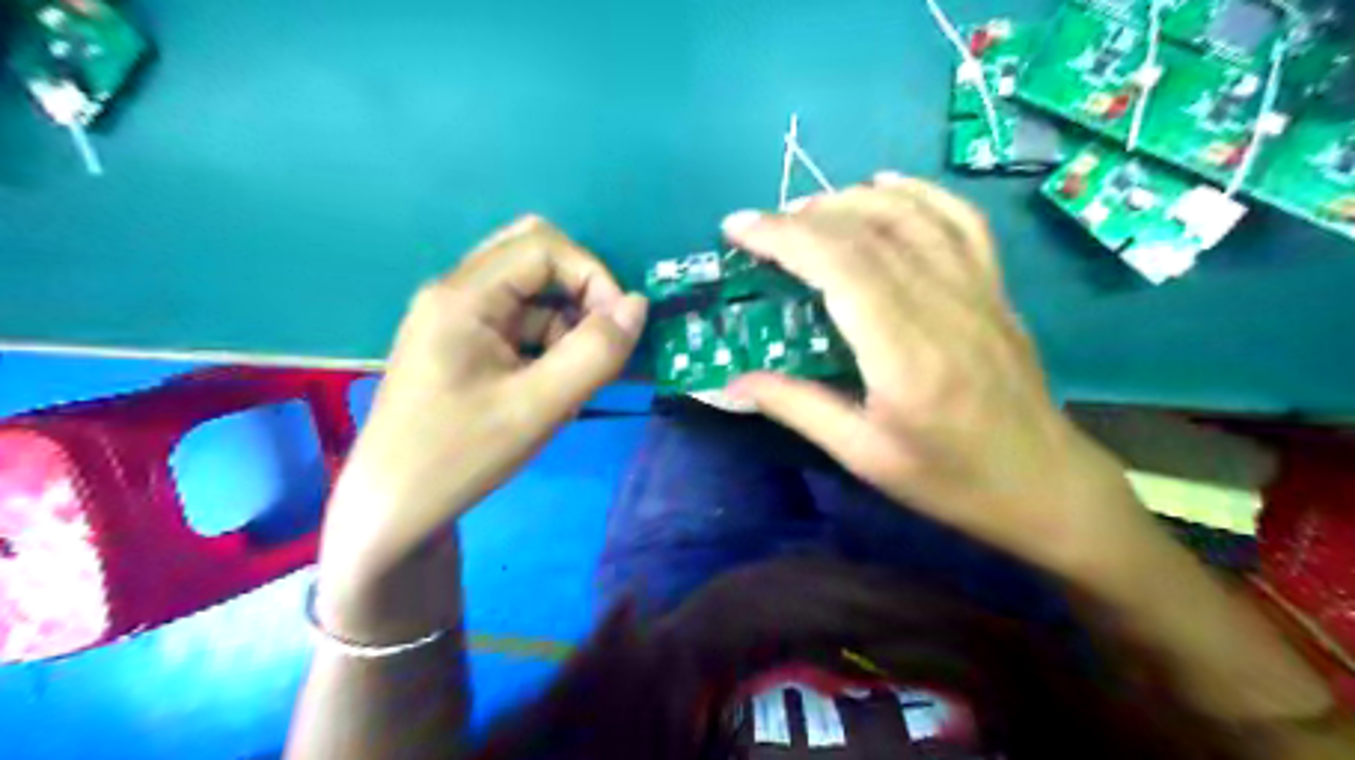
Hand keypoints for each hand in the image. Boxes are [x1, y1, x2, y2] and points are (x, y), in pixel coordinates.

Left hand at [320, 218, 649, 601]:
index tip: (620, 328)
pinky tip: (551, 391)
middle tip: (601, 342)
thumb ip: (595, 353)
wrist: (394, 510)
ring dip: (566, 326)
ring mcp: (456, 318)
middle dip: (581, 295)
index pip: (543, 246)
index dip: (593, 276)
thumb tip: (638, 305)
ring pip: (531, 294)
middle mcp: (455, 293)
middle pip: (534, 259)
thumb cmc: (460, 456)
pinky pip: (518, 324)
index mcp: (463, 296)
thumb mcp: (538, 407)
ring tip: (574, 384)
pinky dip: (548, 346)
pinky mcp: (462, 344)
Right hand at [724, 174, 1146, 579]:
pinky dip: (918, 192)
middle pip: (866, 233)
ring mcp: (976, 288)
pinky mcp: (994, 287)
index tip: (737, 229)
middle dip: (801, 217)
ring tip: (806, 209)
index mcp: (905, 353)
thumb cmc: (949, 479)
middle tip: (758, 225)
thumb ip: (797, 407)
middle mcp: (942, 305)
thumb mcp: (864, 456)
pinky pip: (959, 219)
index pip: (839, 266)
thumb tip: (732, 382)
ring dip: (850, 200)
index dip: (783, 237)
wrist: (1043, 483)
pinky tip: (885, 186)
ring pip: (909, 215)